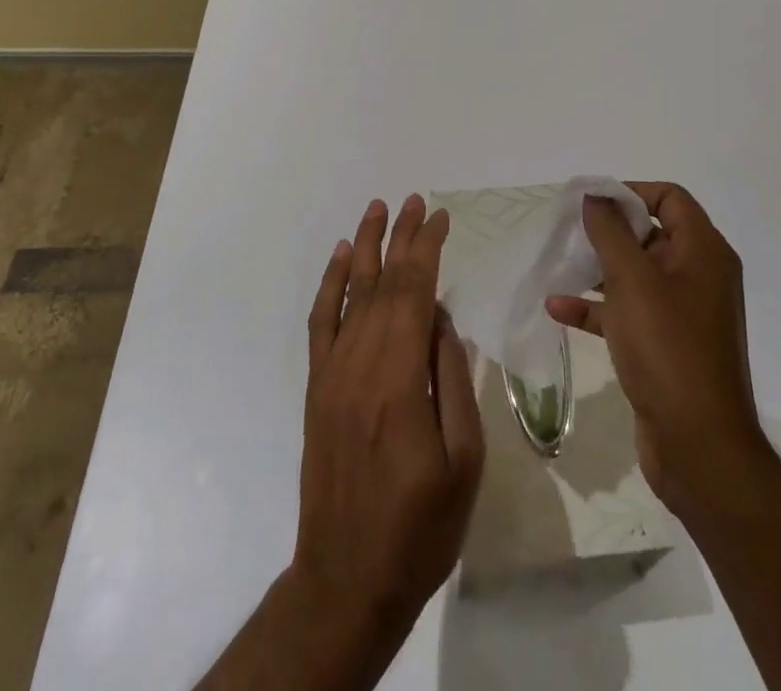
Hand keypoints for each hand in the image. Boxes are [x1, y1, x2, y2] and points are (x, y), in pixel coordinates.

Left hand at [294, 196, 484, 638]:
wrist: (347, 580)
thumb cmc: (419, 527)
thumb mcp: (462, 460)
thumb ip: (452, 380)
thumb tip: (441, 319)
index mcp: (400, 379)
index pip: (414, 293)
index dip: (427, 249)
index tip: (441, 217)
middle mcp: (360, 364)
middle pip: (384, 284)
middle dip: (402, 238)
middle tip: (416, 200)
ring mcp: (333, 374)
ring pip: (351, 294)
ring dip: (366, 247)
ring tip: (378, 209)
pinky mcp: (317, 389)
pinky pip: (321, 324)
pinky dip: (330, 285)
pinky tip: (342, 260)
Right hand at [546, 181, 769, 525]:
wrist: (698, 446)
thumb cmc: (667, 349)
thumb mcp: (632, 280)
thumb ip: (610, 231)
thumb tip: (595, 194)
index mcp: (703, 252)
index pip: (670, 198)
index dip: (630, 192)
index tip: (591, 201)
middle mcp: (699, 276)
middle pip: (651, 234)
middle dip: (608, 231)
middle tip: (568, 230)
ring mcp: (684, 314)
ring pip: (636, 275)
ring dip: (598, 269)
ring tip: (558, 264)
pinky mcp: (666, 346)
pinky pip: (629, 312)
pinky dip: (597, 307)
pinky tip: (558, 309)